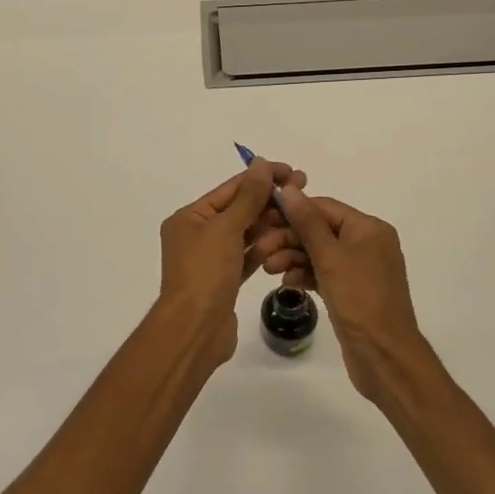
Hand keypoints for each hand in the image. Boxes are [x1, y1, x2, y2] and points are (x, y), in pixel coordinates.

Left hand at [154, 160, 304, 365]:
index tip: (291, 171)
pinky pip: (247, 257)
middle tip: (304, 191)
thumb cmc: (205, 273)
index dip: (261, 178)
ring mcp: (211, 259)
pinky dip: (264, 249)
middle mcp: (197, 234)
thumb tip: (261, 163)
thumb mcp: (226, 228)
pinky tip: (287, 241)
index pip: (231, 189)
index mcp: (189, 217)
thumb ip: (248, 196)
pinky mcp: (224, 281)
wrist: (195, 330)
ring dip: (270, 225)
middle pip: (239, 210)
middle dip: (268, 201)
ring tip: (300, 216)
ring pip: (245, 234)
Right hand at [260, 189, 431, 405]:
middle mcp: (367, 244)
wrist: (385, 356)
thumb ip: (307, 222)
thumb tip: (290, 188)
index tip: (262, 217)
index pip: (324, 207)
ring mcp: (360, 269)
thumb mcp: (330, 257)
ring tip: (268, 269)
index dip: (292, 211)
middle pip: (320, 230)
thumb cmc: (359, 300)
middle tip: (260, 250)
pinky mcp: (352, 292)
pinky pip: (323, 273)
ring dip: (292, 257)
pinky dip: (304, 275)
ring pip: (319, 253)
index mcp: (369, 229)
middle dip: (289, 238)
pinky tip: (286, 283)